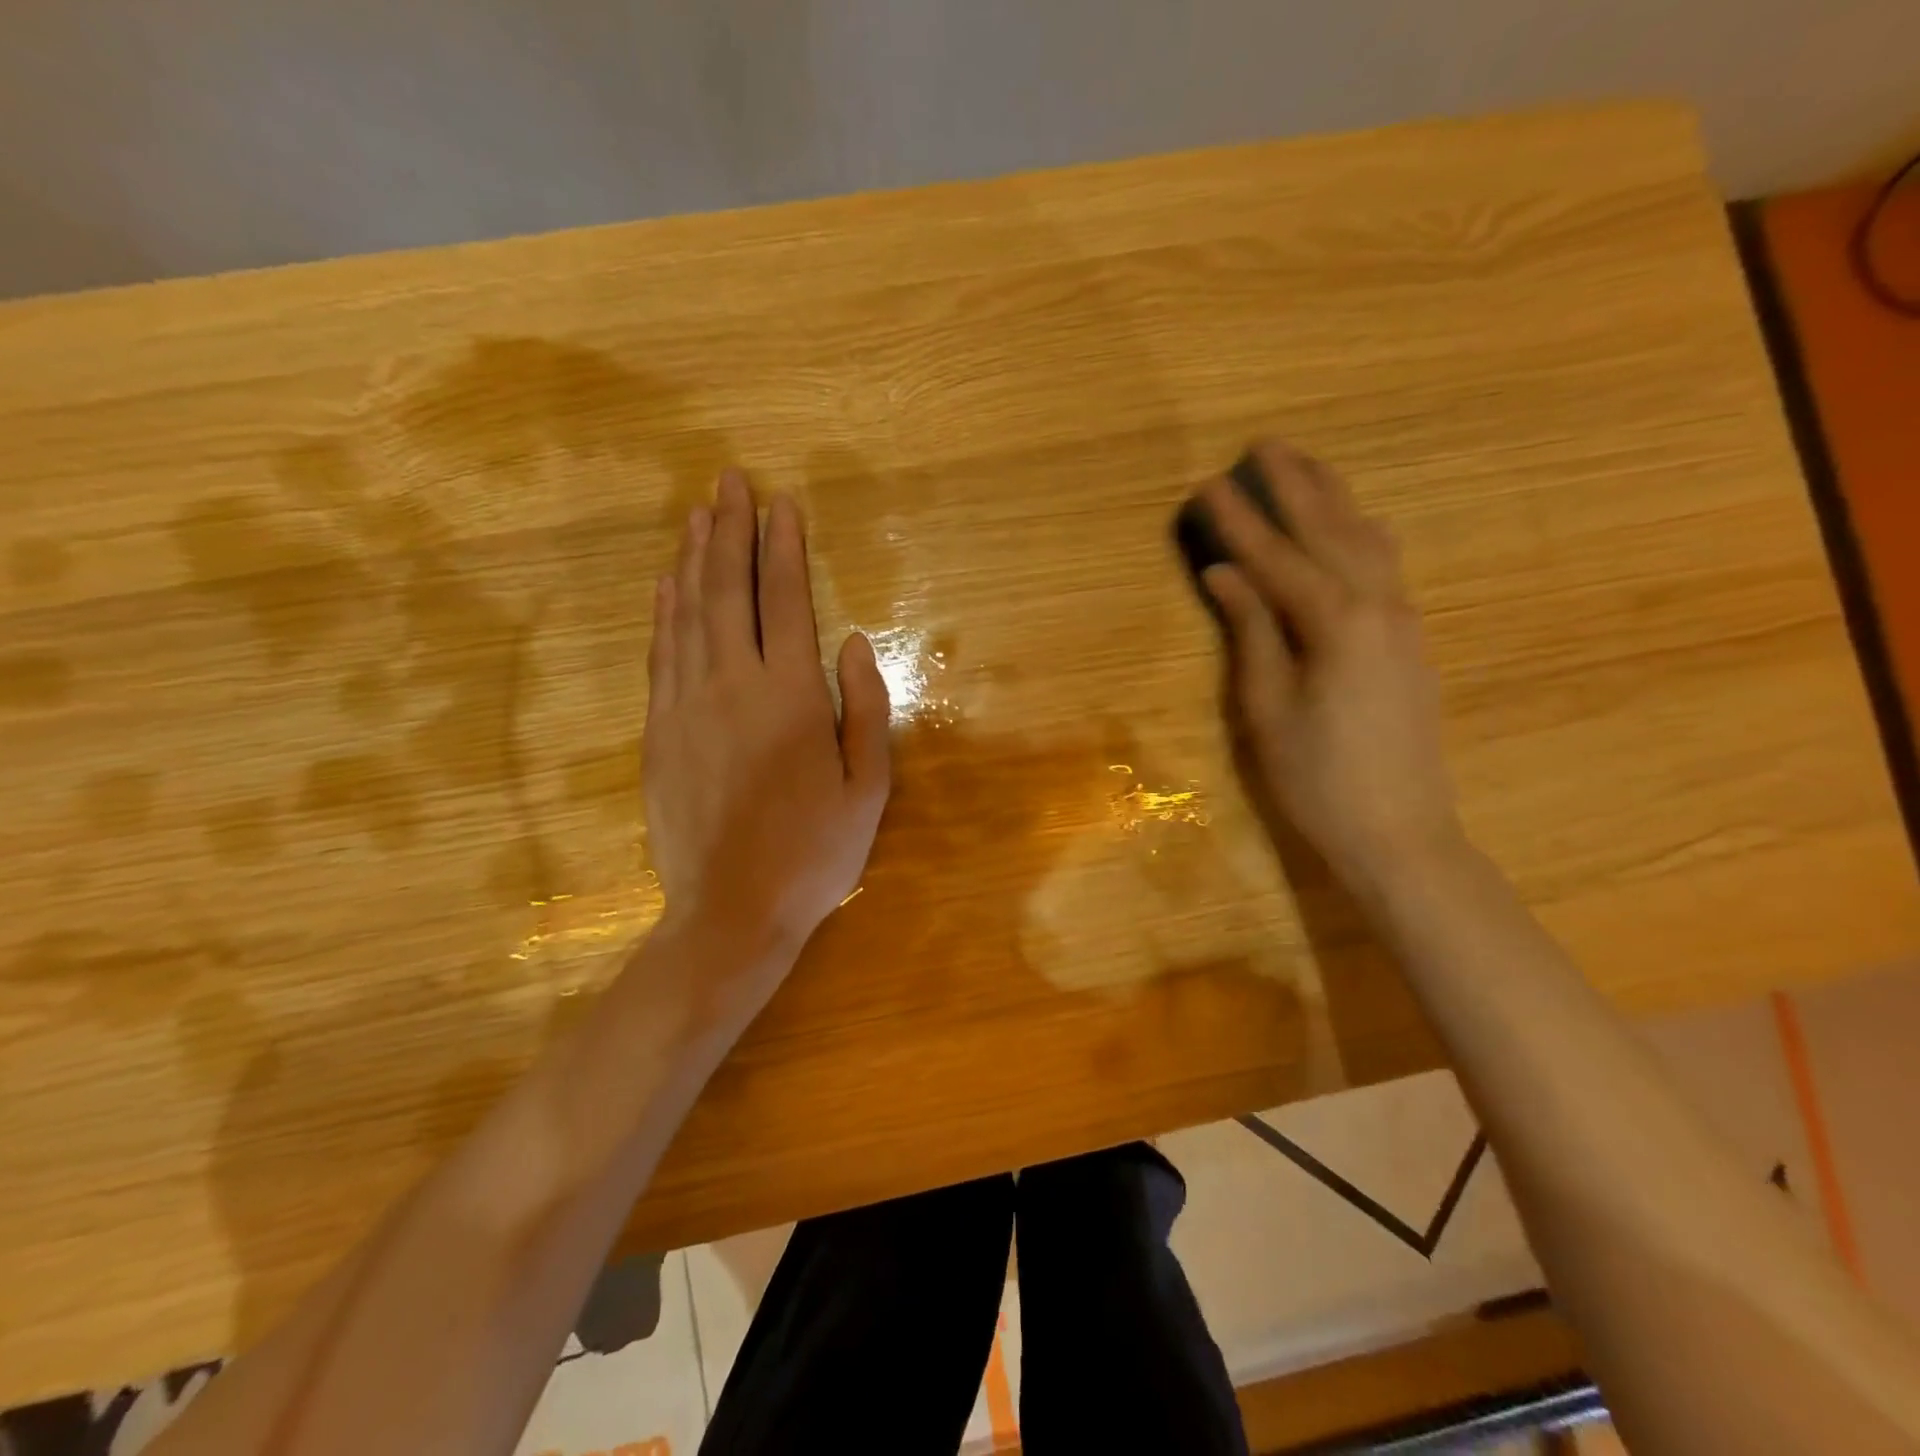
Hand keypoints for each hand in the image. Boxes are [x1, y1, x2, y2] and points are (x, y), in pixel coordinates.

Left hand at [643, 469, 890, 967]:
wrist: (731, 912)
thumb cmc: (815, 853)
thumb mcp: (868, 788)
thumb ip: (865, 708)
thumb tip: (855, 642)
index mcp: (789, 697)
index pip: (784, 601)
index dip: (783, 547)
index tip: (781, 504)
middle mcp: (731, 686)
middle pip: (726, 592)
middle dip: (729, 531)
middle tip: (728, 482)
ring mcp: (685, 708)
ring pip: (685, 615)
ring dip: (692, 560)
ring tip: (697, 516)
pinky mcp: (658, 733)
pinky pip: (660, 655)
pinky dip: (663, 612)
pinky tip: (666, 585)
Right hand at [1200, 441, 1462, 886]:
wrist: (1400, 833)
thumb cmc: (1317, 778)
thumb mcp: (1267, 708)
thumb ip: (1251, 632)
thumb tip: (1224, 575)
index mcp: (1336, 623)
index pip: (1276, 558)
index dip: (1239, 521)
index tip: (1208, 484)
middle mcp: (1379, 607)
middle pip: (1332, 531)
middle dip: (1296, 487)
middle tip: (1266, 445)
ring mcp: (1404, 623)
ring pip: (1368, 542)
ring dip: (1334, 501)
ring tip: (1308, 469)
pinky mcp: (1411, 643)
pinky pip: (1385, 567)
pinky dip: (1360, 535)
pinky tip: (1354, 528)